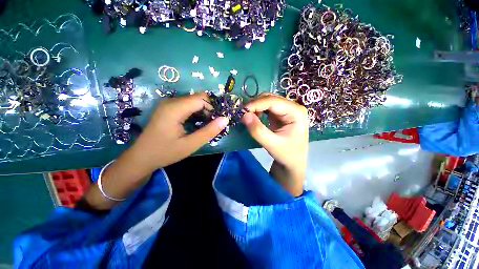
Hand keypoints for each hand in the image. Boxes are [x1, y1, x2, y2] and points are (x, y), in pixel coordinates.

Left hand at [133, 92, 228, 169]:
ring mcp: (169, 104)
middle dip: (210, 109)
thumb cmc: (165, 152)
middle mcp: (171, 101)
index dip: (213, 108)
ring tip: (208, 125)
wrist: (142, 157)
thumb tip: (225, 119)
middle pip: (198, 97)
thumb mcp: (190, 145)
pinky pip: (188, 105)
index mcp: (175, 109)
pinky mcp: (169, 108)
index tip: (219, 121)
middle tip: (215, 124)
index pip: (201, 99)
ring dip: (204, 111)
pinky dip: (197, 112)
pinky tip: (198, 123)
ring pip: (194, 101)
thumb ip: (209, 131)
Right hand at [242, 93, 308, 195]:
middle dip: (255, 105)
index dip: (256, 104)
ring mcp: (287, 110)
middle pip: (270, 98)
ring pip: (267, 101)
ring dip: (256, 107)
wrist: (292, 163)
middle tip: (243, 115)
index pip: (273, 101)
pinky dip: (258, 111)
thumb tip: (244, 115)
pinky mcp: (281, 114)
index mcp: (296, 112)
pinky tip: (254, 118)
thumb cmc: (286, 155)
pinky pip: (267, 108)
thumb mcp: (271, 144)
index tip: (242, 111)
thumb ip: (258, 130)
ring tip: (248, 117)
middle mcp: (293, 107)